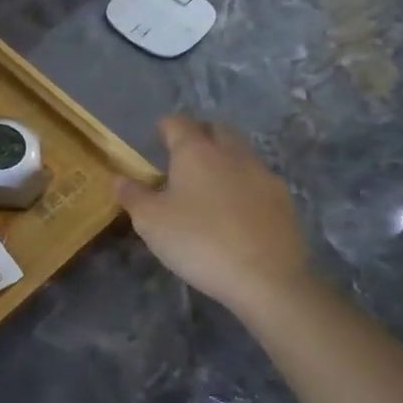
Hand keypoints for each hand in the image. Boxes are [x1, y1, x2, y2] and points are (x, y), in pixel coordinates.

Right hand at [116, 115, 313, 316]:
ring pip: (240, 154)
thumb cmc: (199, 242)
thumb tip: (119, 178)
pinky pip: (257, 181)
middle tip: (182, 160)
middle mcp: (232, 153)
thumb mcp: (150, 222)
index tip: (155, 142)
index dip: (164, 128)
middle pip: (216, 129)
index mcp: (196, 151)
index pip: (177, 123)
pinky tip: (235, 213)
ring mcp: (263, 175)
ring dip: (224, 160)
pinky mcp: (284, 201)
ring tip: (208, 188)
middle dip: (199, 136)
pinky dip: (243, 186)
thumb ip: (132, 195)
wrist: (267, 279)